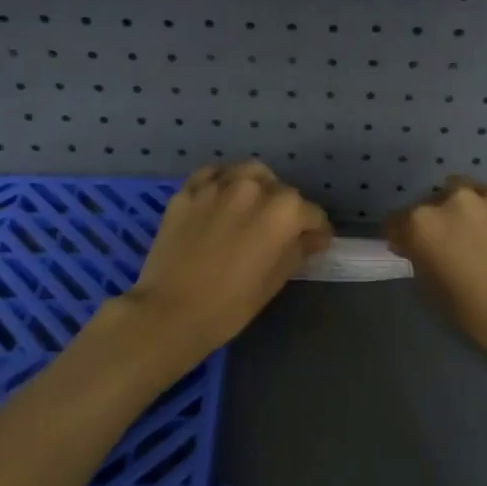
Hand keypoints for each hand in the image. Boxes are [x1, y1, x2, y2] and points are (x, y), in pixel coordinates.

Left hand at [123, 161, 332, 358]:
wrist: (169, 312)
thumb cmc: (230, 305)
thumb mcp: (274, 281)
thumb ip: (298, 250)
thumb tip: (312, 238)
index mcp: (283, 211)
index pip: (312, 214)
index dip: (317, 231)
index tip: (314, 243)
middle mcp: (253, 187)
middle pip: (281, 190)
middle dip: (287, 209)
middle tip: (279, 232)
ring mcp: (217, 186)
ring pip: (249, 173)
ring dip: (258, 186)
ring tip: (253, 207)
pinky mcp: (187, 191)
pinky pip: (213, 175)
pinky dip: (223, 182)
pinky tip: (222, 199)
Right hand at [386, 177, 486, 367]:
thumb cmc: (484, 316)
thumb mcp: (438, 293)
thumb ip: (421, 260)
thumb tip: (417, 247)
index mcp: (424, 224)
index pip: (397, 221)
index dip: (402, 237)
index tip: (411, 250)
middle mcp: (453, 199)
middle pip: (433, 202)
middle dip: (438, 220)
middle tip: (454, 246)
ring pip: (469, 193)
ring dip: (469, 210)